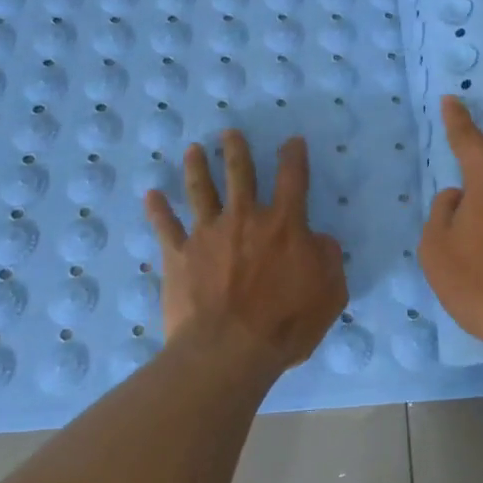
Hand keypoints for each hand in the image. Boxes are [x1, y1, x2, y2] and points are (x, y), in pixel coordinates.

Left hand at [144, 131, 347, 380]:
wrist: (228, 350)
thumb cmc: (286, 323)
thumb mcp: (331, 293)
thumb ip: (329, 259)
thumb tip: (320, 239)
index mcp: (285, 225)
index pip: (293, 179)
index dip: (294, 156)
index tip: (292, 141)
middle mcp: (245, 219)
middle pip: (239, 174)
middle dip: (235, 150)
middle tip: (229, 133)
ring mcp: (208, 235)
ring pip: (200, 191)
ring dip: (196, 167)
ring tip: (193, 150)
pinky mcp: (179, 256)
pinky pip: (165, 227)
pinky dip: (157, 210)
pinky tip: (151, 195)